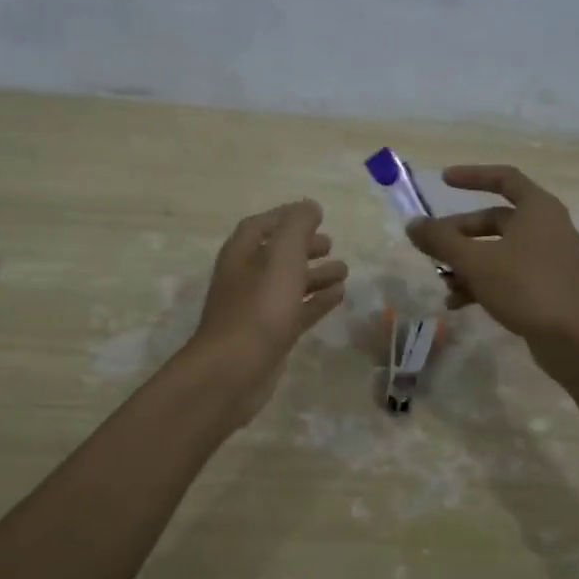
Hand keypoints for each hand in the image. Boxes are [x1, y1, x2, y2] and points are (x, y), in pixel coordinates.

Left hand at [186, 199, 347, 421]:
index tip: (315, 214)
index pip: (261, 226)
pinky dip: (317, 301)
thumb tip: (309, 206)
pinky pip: (296, 311)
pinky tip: (339, 296)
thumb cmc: (258, 307)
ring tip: (344, 270)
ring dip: (315, 274)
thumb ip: (297, 227)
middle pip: (276, 255)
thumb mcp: (281, 257)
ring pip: (289, 284)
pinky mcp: (270, 337)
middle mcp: (245, 278)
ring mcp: (257, 310)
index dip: (286, 217)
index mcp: (241, 255)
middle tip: (330, 243)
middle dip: (303, 247)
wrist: (234, 371)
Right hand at [405, 166, 578, 365]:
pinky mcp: (546, 287)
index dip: (472, 176)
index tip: (443, 181)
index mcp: (537, 209)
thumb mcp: (476, 261)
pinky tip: (457, 303)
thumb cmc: (526, 287)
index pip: (504, 178)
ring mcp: (548, 259)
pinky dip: (482, 283)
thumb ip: (441, 240)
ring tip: (443, 283)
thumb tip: (413, 225)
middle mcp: (546, 228)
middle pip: (494, 220)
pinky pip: (507, 275)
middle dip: (459, 234)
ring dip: (467, 263)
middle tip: (430, 246)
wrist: (576, 340)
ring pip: (498, 251)